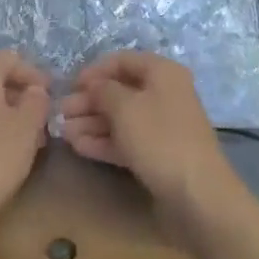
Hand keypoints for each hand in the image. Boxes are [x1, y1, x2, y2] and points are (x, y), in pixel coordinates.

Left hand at [0, 50, 49, 250]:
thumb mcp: (26, 128)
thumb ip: (37, 101)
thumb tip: (35, 91)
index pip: (9, 58)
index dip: (33, 72)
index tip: (52, 95)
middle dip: (24, 95)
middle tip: (45, 120)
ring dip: (12, 115)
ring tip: (32, 141)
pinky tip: (9, 155)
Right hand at [60, 53, 240, 247]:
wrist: (198, 196)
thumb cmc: (160, 139)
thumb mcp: (125, 107)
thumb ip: (103, 90)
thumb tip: (93, 85)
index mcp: (162, 73)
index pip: (123, 61)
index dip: (95, 71)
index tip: (70, 85)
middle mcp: (164, 94)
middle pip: (120, 91)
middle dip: (89, 101)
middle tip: (61, 113)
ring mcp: (162, 126)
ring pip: (121, 118)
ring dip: (92, 123)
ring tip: (63, 132)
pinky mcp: (158, 155)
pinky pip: (127, 140)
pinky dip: (104, 141)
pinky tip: (79, 146)